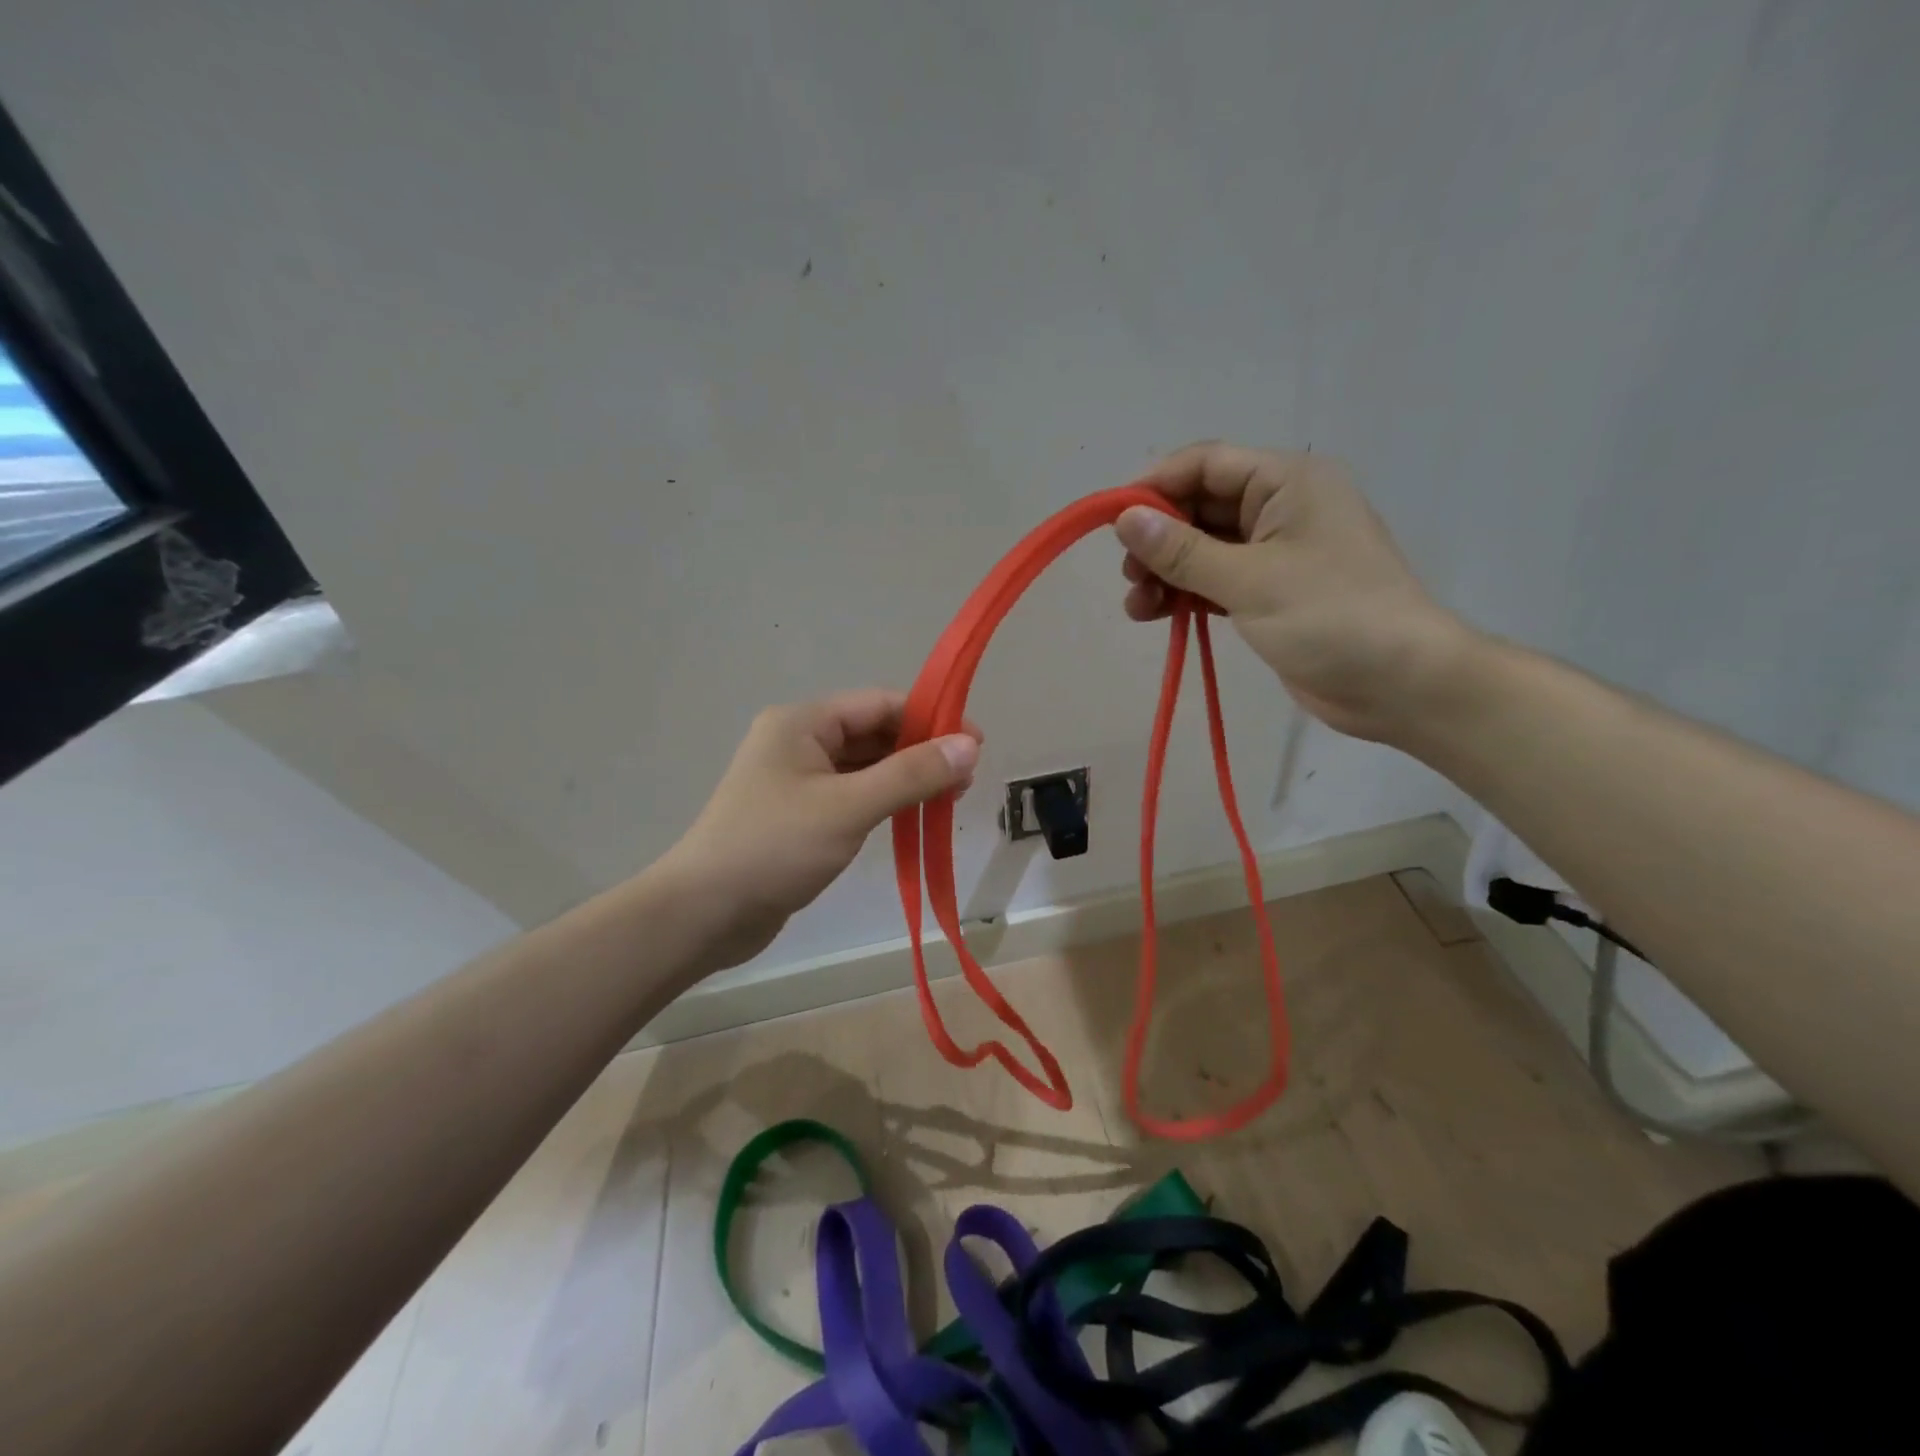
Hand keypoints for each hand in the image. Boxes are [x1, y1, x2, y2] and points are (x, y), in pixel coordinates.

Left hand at [658, 690, 980, 968]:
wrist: (703, 913)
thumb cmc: (775, 848)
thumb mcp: (849, 807)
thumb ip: (912, 774)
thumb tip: (970, 745)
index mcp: (803, 722)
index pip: (880, 704)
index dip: (931, 719)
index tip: (975, 745)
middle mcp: (798, 741)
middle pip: (873, 733)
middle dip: (920, 752)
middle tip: (964, 782)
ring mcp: (795, 780)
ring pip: (864, 767)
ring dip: (905, 779)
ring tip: (946, 802)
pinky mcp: (797, 815)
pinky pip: (851, 795)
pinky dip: (882, 802)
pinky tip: (909, 818)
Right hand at [1115, 442, 1474, 743]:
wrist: (1401, 684)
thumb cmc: (1331, 617)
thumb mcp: (1250, 581)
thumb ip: (1182, 551)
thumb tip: (1125, 520)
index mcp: (1287, 482)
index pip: (1206, 464)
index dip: (1155, 486)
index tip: (1111, 520)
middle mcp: (1280, 508)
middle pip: (1200, 507)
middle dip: (1158, 538)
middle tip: (1127, 574)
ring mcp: (1276, 552)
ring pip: (1203, 548)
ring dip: (1166, 572)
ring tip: (1137, 606)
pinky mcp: (1271, 592)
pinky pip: (1216, 580)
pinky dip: (1186, 594)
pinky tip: (1158, 615)